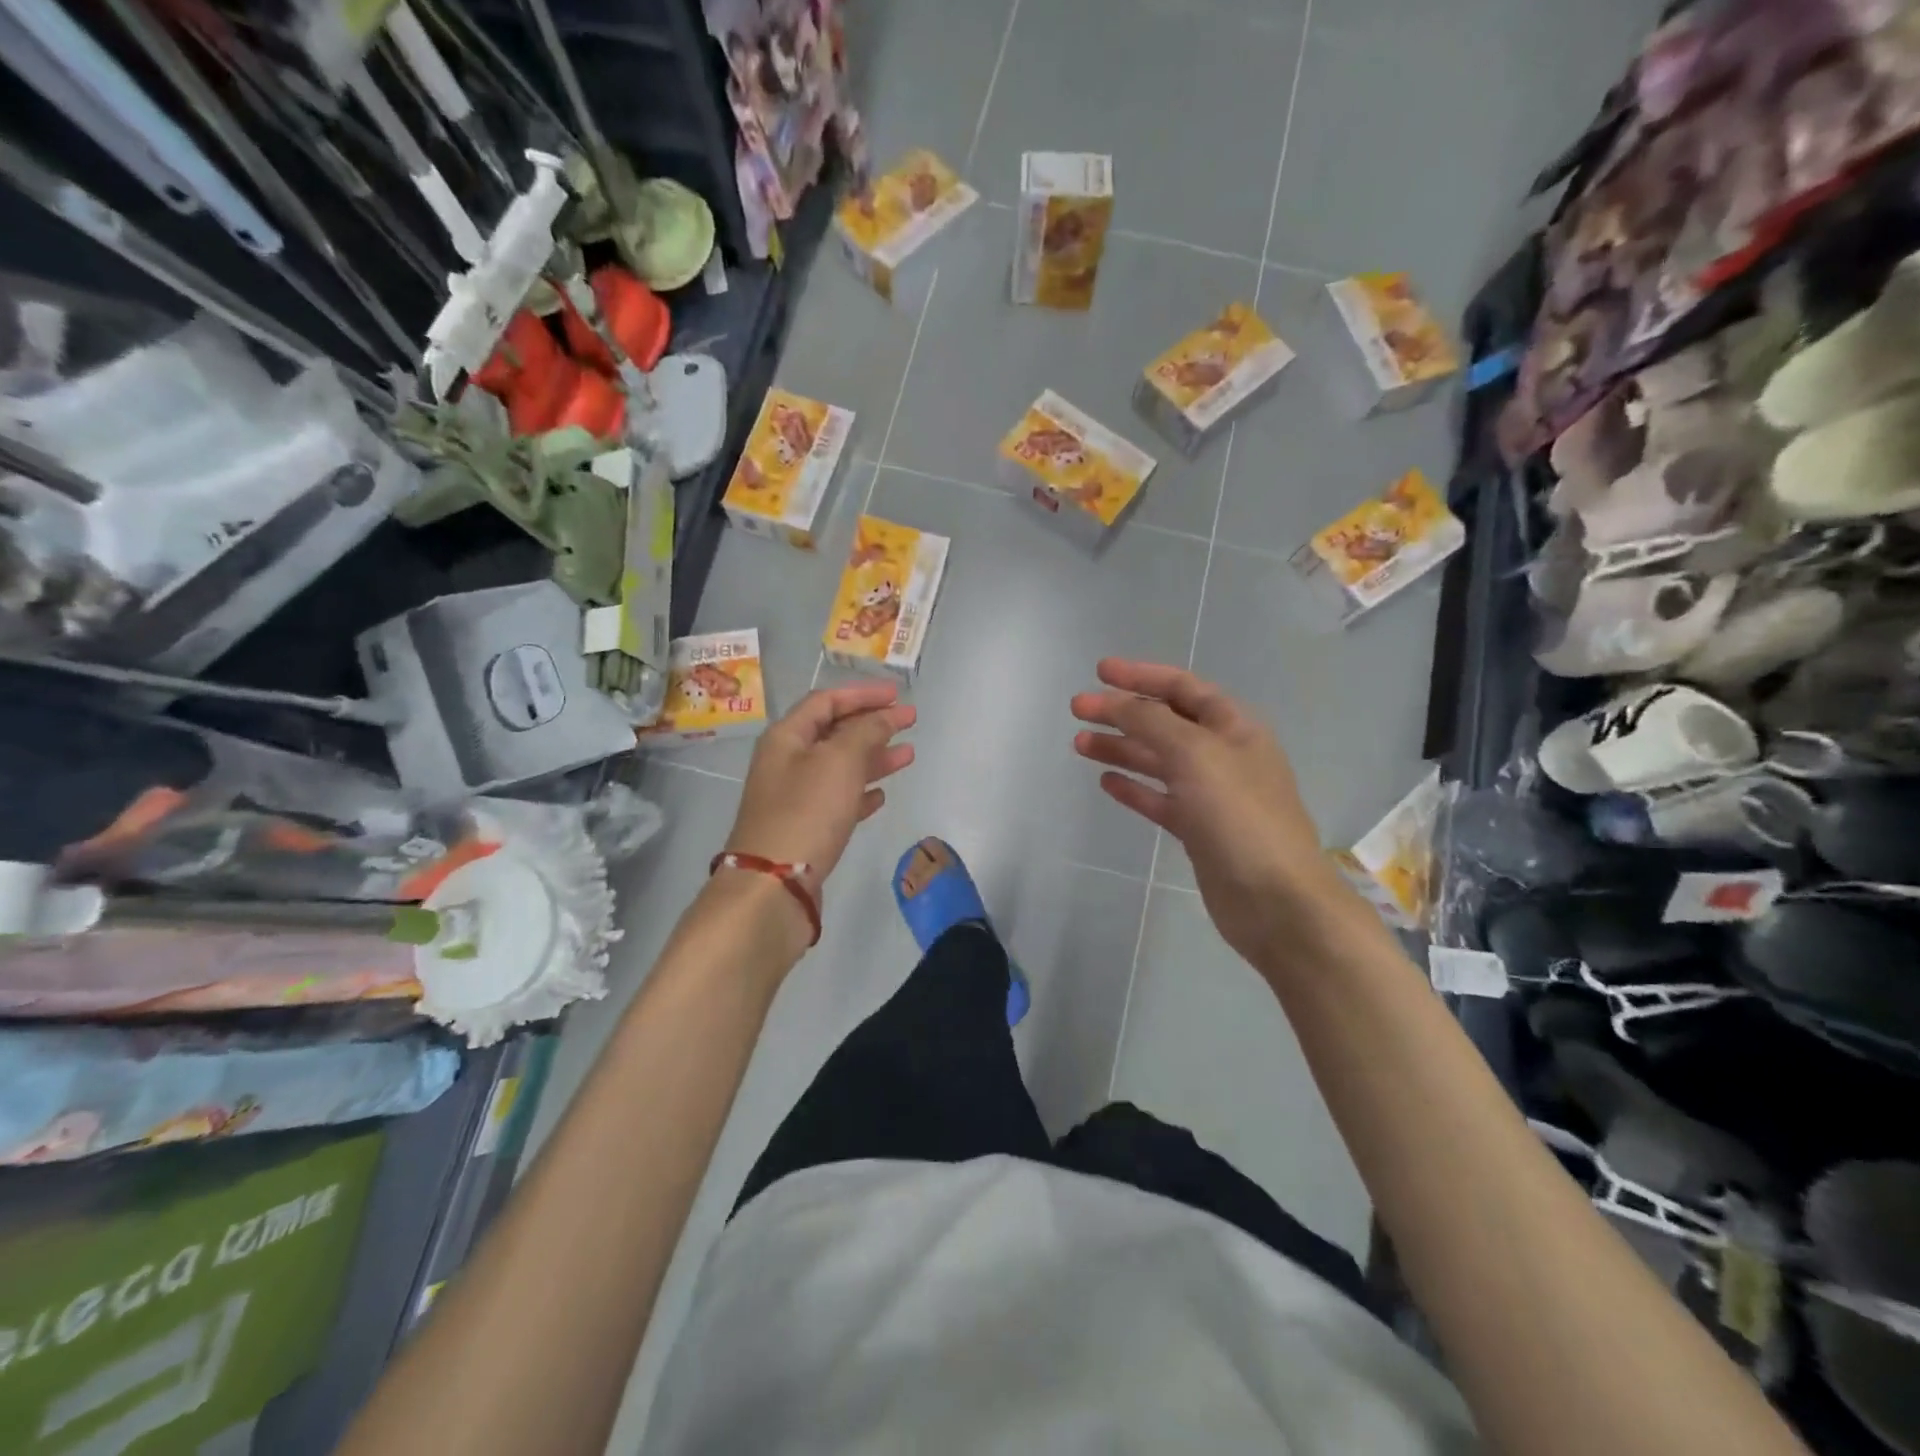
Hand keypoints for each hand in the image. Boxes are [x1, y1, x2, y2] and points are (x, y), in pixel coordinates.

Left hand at [725, 682, 915, 902]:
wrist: (773, 884)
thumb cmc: (806, 811)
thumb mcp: (839, 760)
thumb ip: (866, 731)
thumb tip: (884, 716)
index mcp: (787, 737)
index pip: (826, 702)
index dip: (862, 694)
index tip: (897, 695)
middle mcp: (787, 762)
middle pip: (834, 733)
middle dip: (873, 725)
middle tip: (909, 722)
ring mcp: (795, 797)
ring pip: (840, 767)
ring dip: (874, 758)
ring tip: (908, 756)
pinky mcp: (805, 828)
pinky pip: (838, 800)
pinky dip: (860, 793)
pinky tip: (881, 797)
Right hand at [1071, 659, 1344, 967]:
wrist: (1275, 900)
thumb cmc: (1239, 816)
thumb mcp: (1194, 754)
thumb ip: (1150, 722)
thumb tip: (1114, 699)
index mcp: (1234, 728)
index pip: (1183, 688)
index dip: (1141, 675)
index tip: (1100, 671)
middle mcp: (1224, 755)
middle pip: (1165, 723)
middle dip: (1123, 712)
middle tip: (1078, 709)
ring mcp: (1211, 795)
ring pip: (1158, 761)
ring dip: (1121, 748)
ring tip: (1079, 744)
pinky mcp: (1198, 830)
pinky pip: (1160, 799)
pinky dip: (1134, 787)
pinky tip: (1107, 781)